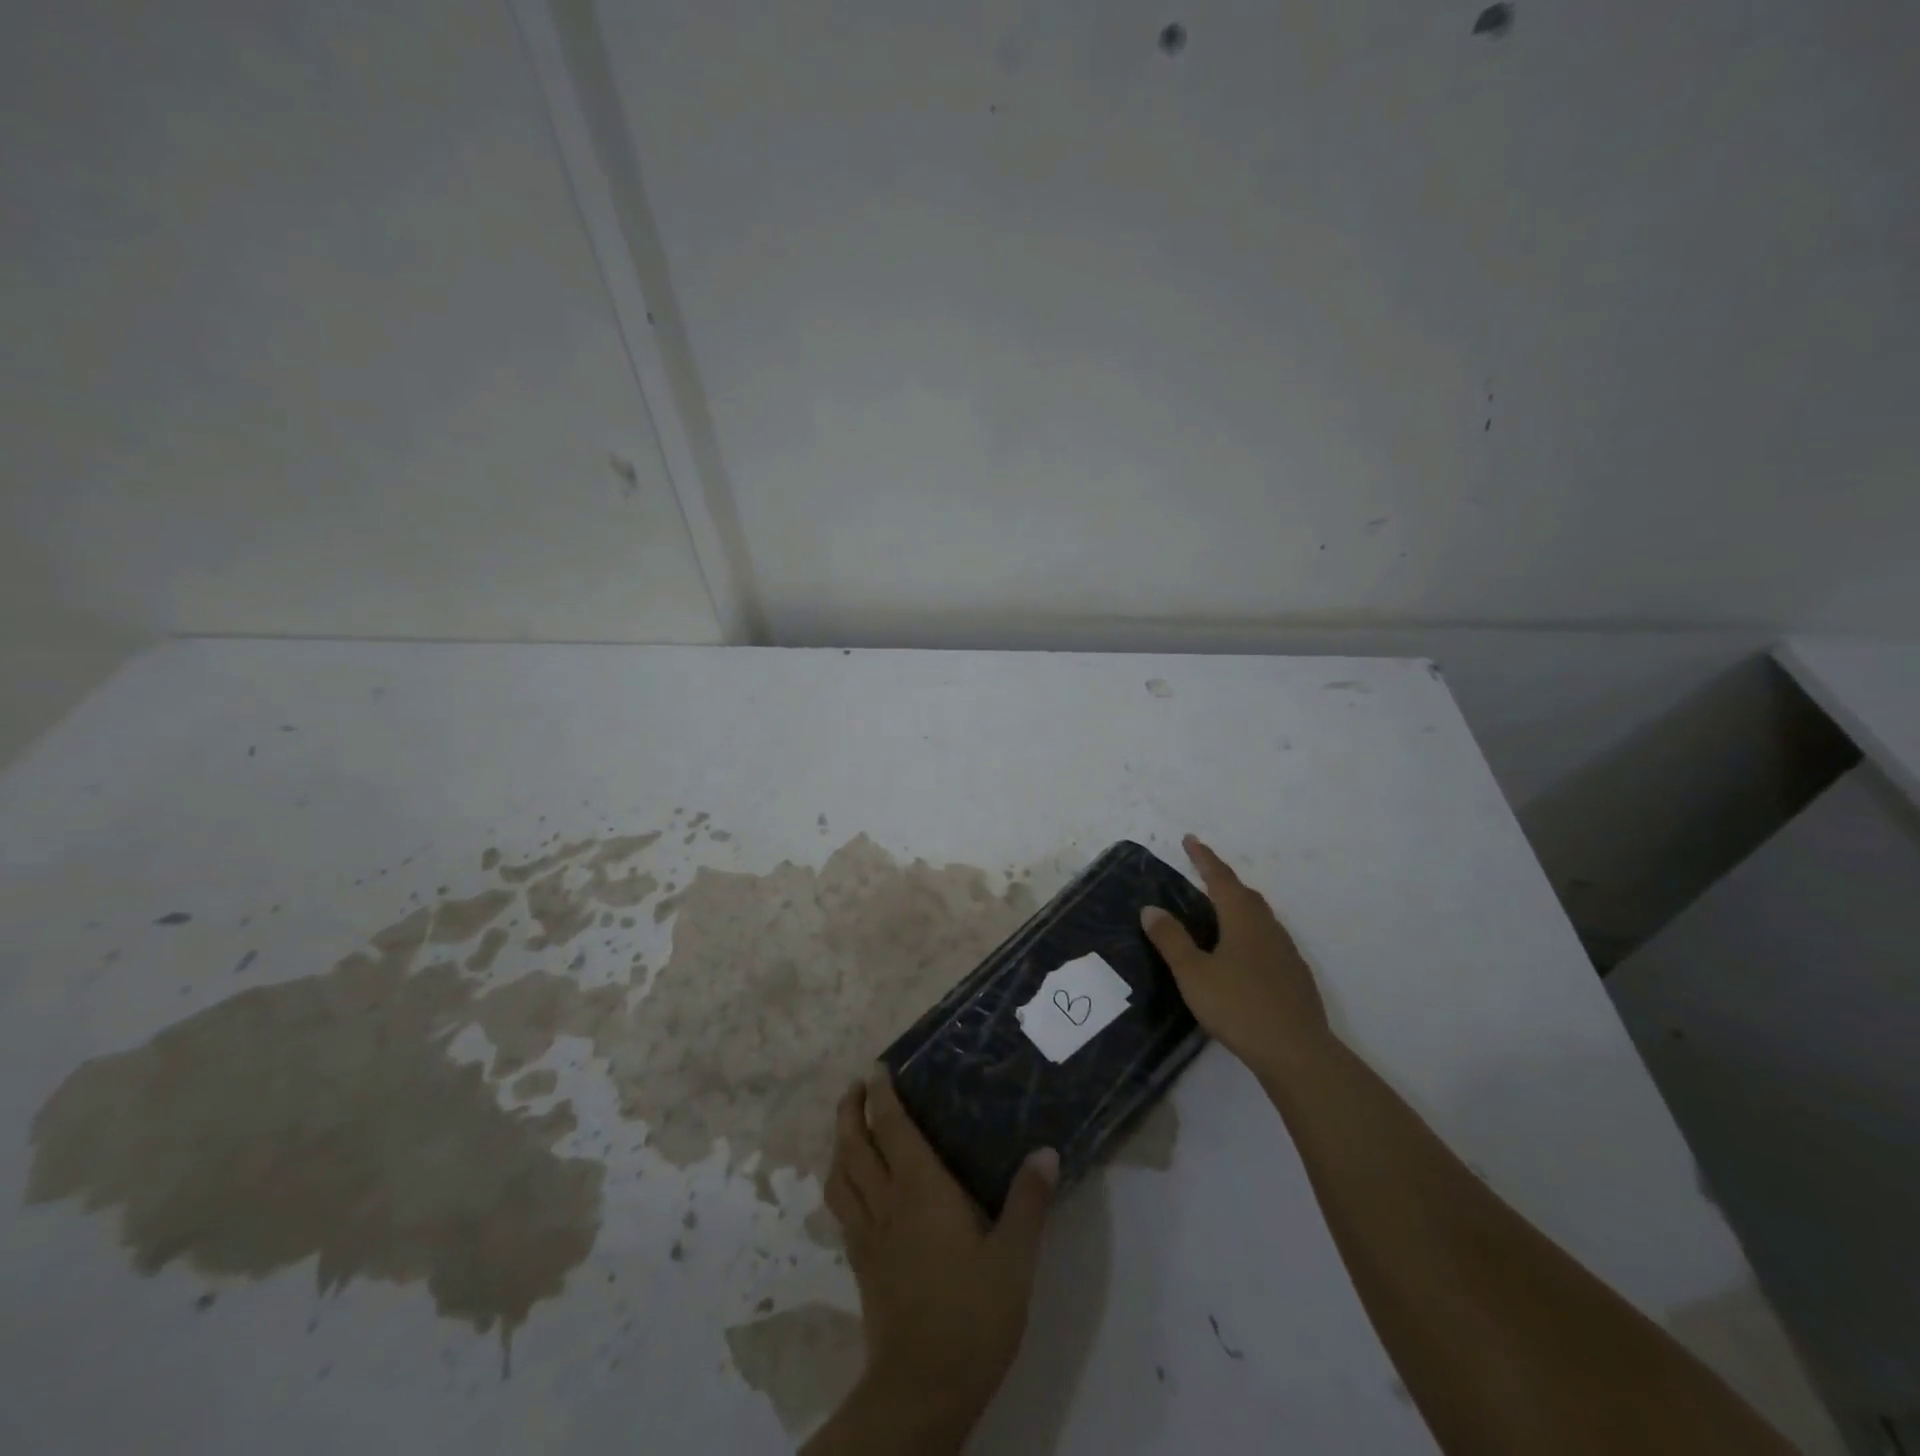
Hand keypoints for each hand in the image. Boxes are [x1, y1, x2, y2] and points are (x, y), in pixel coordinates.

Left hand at [824, 1068, 1057, 1434]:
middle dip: (851, 1111)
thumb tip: (1045, 1151)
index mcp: (920, 1188)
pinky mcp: (861, 1265)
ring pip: (840, 1176)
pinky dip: (842, 1183)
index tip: (877, 1068)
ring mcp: (868, 1234)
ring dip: (840, 1144)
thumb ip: (1028, 1201)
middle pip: (854, 1144)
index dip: (882, 1095)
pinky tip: (855, 1189)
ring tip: (849, 1129)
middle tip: (856, 1088)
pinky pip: (842, 1208)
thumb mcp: (1014, 1257)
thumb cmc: (973, 1314)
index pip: (892, 1127)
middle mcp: (886, 1201)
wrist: (922, 1389)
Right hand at [1142, 834, 1329, 1071]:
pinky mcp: (1294, 975)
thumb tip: (1151, 908)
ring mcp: (1285, 951)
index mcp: (1242, 919)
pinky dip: (1248, 931)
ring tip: (1218, 910)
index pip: (1219, 878)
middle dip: (1221, 879)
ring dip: (1237, 905)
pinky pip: (1267, 938)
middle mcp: (1267, 927)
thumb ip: (1171, 939)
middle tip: (1201, 873)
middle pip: (1244, 893)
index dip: (1203, 858)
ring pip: (1258, 916)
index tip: (1190, 839)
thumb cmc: (1238, 1007)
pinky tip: (1241, 952)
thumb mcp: (1193, 973)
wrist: (1297, 1052)